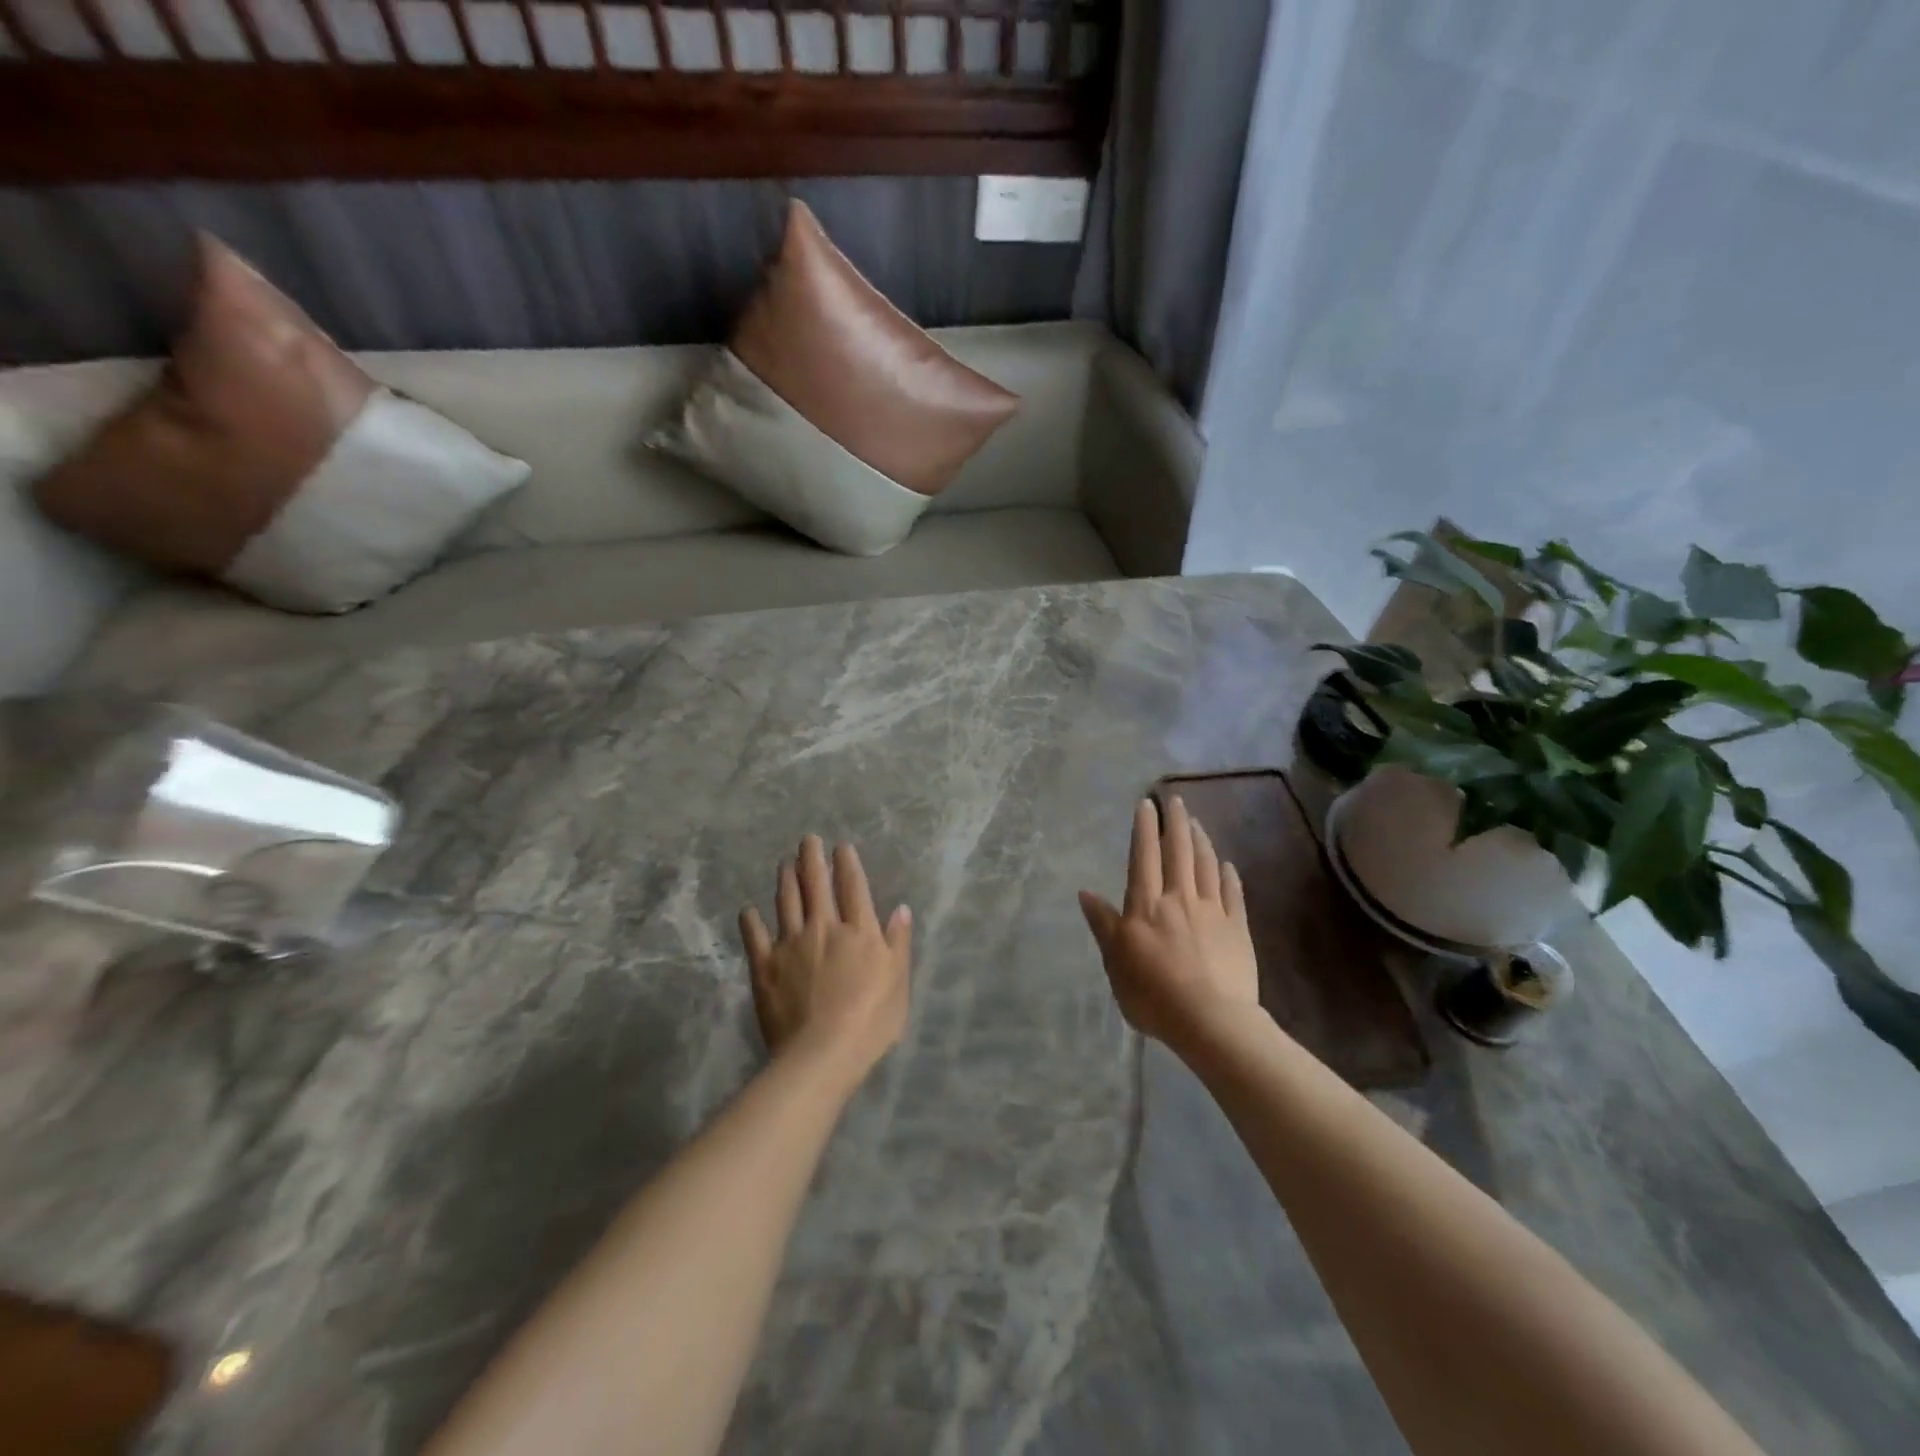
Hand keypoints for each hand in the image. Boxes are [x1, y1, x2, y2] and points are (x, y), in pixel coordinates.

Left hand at [740, 836, 912, 1082]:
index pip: (853, 887)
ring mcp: (791, 944)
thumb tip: (901, 908)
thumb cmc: (870, 1022)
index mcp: (859, 931)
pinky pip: (755, 937)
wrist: (822, 1053)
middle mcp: (824, 928)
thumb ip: (898, 943)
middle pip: (817, 885)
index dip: (847, 864)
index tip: (841, 846)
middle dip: (812, 859)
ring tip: (784, 863)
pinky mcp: (765, 966)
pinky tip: (748, 910)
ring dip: (786, 879)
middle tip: (807, 840)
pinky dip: (751, 920)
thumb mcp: (898, 982)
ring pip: (787, 902)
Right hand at [1079, 797, 1258, 1049]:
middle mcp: (1179, 898)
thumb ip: (1104, 924)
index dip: (1144, 829)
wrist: (1210, 1020)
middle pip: (1178, 852)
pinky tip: (1227, 864)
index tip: (1146, 804)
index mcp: (1146, 905)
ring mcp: (1212, 912)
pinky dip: (1229, 875)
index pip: (1143, 857)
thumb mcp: (1115, 962)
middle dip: (1176, 822)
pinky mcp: (1237, 929)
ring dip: (1200, 840)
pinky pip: (1233, 894)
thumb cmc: (1153, 993)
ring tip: (1196, 823)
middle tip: (1175, 800)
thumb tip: (1085, 892)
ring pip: (1206, 866)